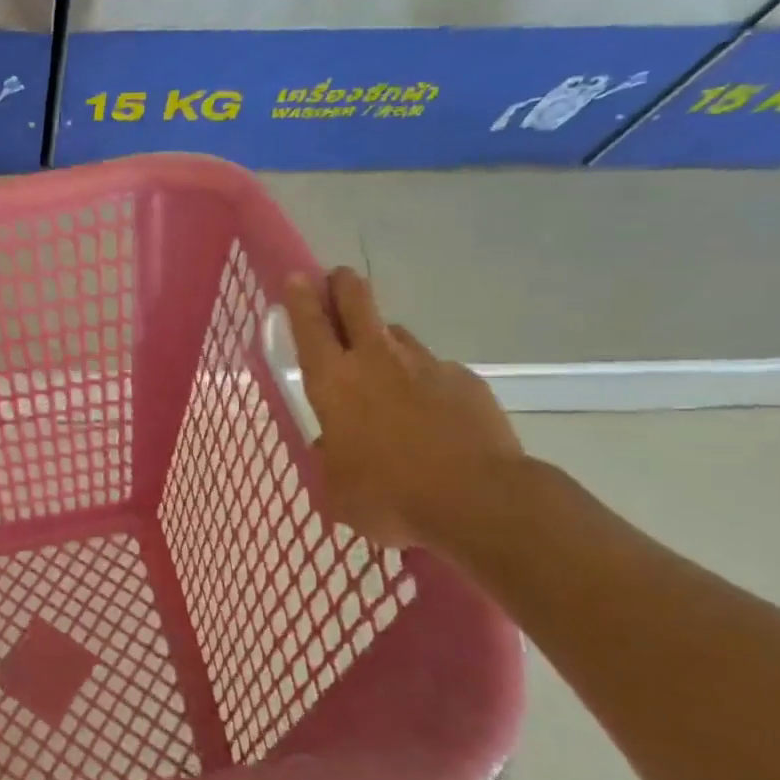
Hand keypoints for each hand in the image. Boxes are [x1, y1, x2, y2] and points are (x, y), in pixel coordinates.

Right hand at [283, 268, 525, 551]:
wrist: (481, 502)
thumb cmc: (391, 497)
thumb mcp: (338, 490)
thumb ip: (329, 459)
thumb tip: (332, 446)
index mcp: (333, 382)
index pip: (310, 324)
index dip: (300, 297)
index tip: (297, 278)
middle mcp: (376, 360)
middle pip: (357, 300)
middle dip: (343, 285)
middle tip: (337, 284)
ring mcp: (425, 365)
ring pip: (397, 335)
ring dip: (385, 343)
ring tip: (388, 373)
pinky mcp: (466, 380)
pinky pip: (437, 371)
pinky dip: (428, 384)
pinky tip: (435, 416)